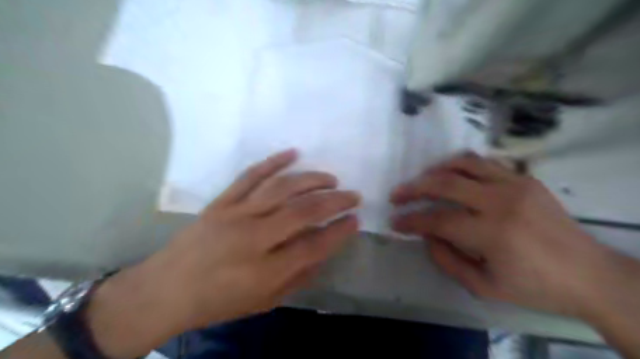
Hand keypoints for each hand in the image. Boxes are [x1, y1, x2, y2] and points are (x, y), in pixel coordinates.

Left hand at [87, 149, 362, 358]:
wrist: (165, 290)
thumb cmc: (218, 302)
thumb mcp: (264, 302)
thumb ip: (298, 277)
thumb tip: (324, 250)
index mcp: (264, 270)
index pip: (313, 245)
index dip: (339, 231)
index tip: (355, 220)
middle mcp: (253, 237)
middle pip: (302, 211)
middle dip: (334, 201)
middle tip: (353, 195)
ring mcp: (235, 214)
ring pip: (281, 188)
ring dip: (311, 179)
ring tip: (331, 179)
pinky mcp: (222, 201)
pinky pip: (250, 175)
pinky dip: (273, 161)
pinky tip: (293, 153)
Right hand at [390, 153, 606, 318]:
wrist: (590, 274)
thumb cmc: (535, 286)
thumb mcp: (484, 287)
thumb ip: (447, 260)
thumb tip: (426, 236)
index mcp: (492, 234)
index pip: (437, 220)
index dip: (411, 221)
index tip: (394, 221)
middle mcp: (501, 201)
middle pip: (444, 184)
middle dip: (413, 188)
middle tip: (397, 195)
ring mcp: (515, 184)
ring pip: (462, 164)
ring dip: (434, 170)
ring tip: (420, 181)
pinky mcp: (524, 177)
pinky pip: (483, 162)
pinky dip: (460, 165)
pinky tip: (451, 175)